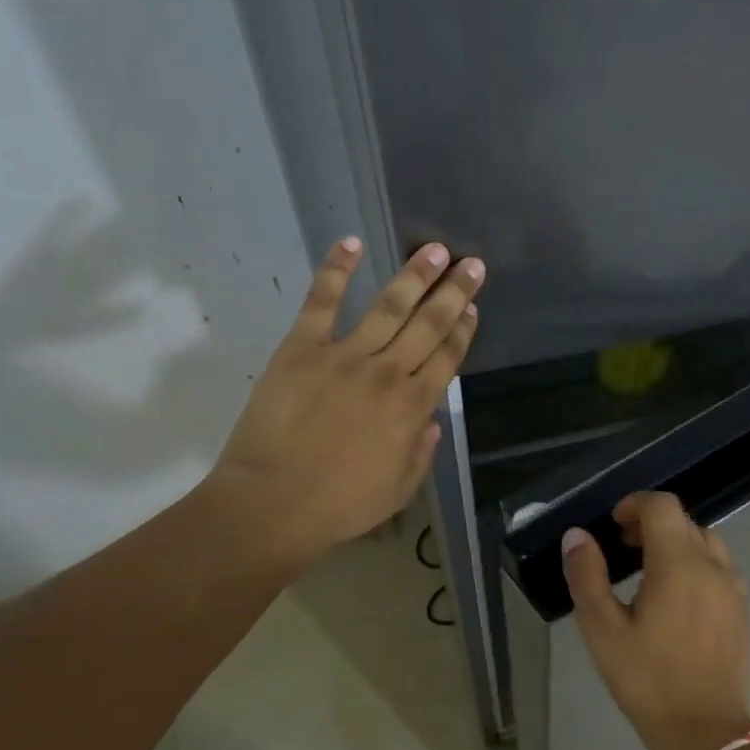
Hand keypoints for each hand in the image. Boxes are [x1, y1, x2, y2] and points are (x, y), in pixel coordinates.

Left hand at [206, 237, 482, 568]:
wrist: (276, 502)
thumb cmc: (341, 505)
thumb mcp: (399, 490)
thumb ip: (421, 452)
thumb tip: (430, 422)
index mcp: (412, 407)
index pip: (447, 358)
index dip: (463, 331)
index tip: (473, 308)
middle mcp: (387, 373)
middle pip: (428, 325)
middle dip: (453, 292)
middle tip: (471, 264)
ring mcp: (344, 356)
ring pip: (388, 306)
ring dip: (414, 276)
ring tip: (434, 250)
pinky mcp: (302, 348)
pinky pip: (322, 302)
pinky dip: (335, 270)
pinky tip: (351, 244)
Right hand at [561, 492, 749, 749]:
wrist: (707, 733)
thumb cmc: (648, 681)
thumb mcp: (603, 631)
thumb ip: (587, 576)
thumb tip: (576, 536)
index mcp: (679, 564)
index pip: (662, 506)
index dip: (634, 505)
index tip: (612, 526)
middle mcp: (713, 567)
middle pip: (685, 522)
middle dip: (651, 524)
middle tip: (622, 548)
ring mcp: (733, 589)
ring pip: (705, 543)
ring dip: (675, 544)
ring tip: (647, 572)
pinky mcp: (741, 611)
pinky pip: (718, 568)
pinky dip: (694, 565)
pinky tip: (674, 599)